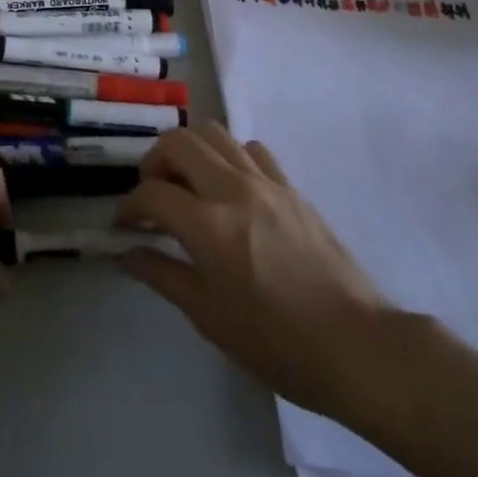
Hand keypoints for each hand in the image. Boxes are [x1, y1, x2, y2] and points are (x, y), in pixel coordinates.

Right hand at [116, 125, 386, 419]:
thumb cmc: (277, 343)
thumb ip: (163, 276)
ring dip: (189, 149)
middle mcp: (232, 188)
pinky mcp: (289, 184)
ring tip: (186, 180)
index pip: (152, 194)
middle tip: (152, 191)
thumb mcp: (210, 318)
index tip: (123, 223)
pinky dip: (228, 155)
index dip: (129, 205)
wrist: (354, 344)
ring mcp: (264, 180)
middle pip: (178, 142)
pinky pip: (249, 148)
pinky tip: (229, 184)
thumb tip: (126, 255)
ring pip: (214, 132)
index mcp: (208, 225)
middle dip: (154, 160)